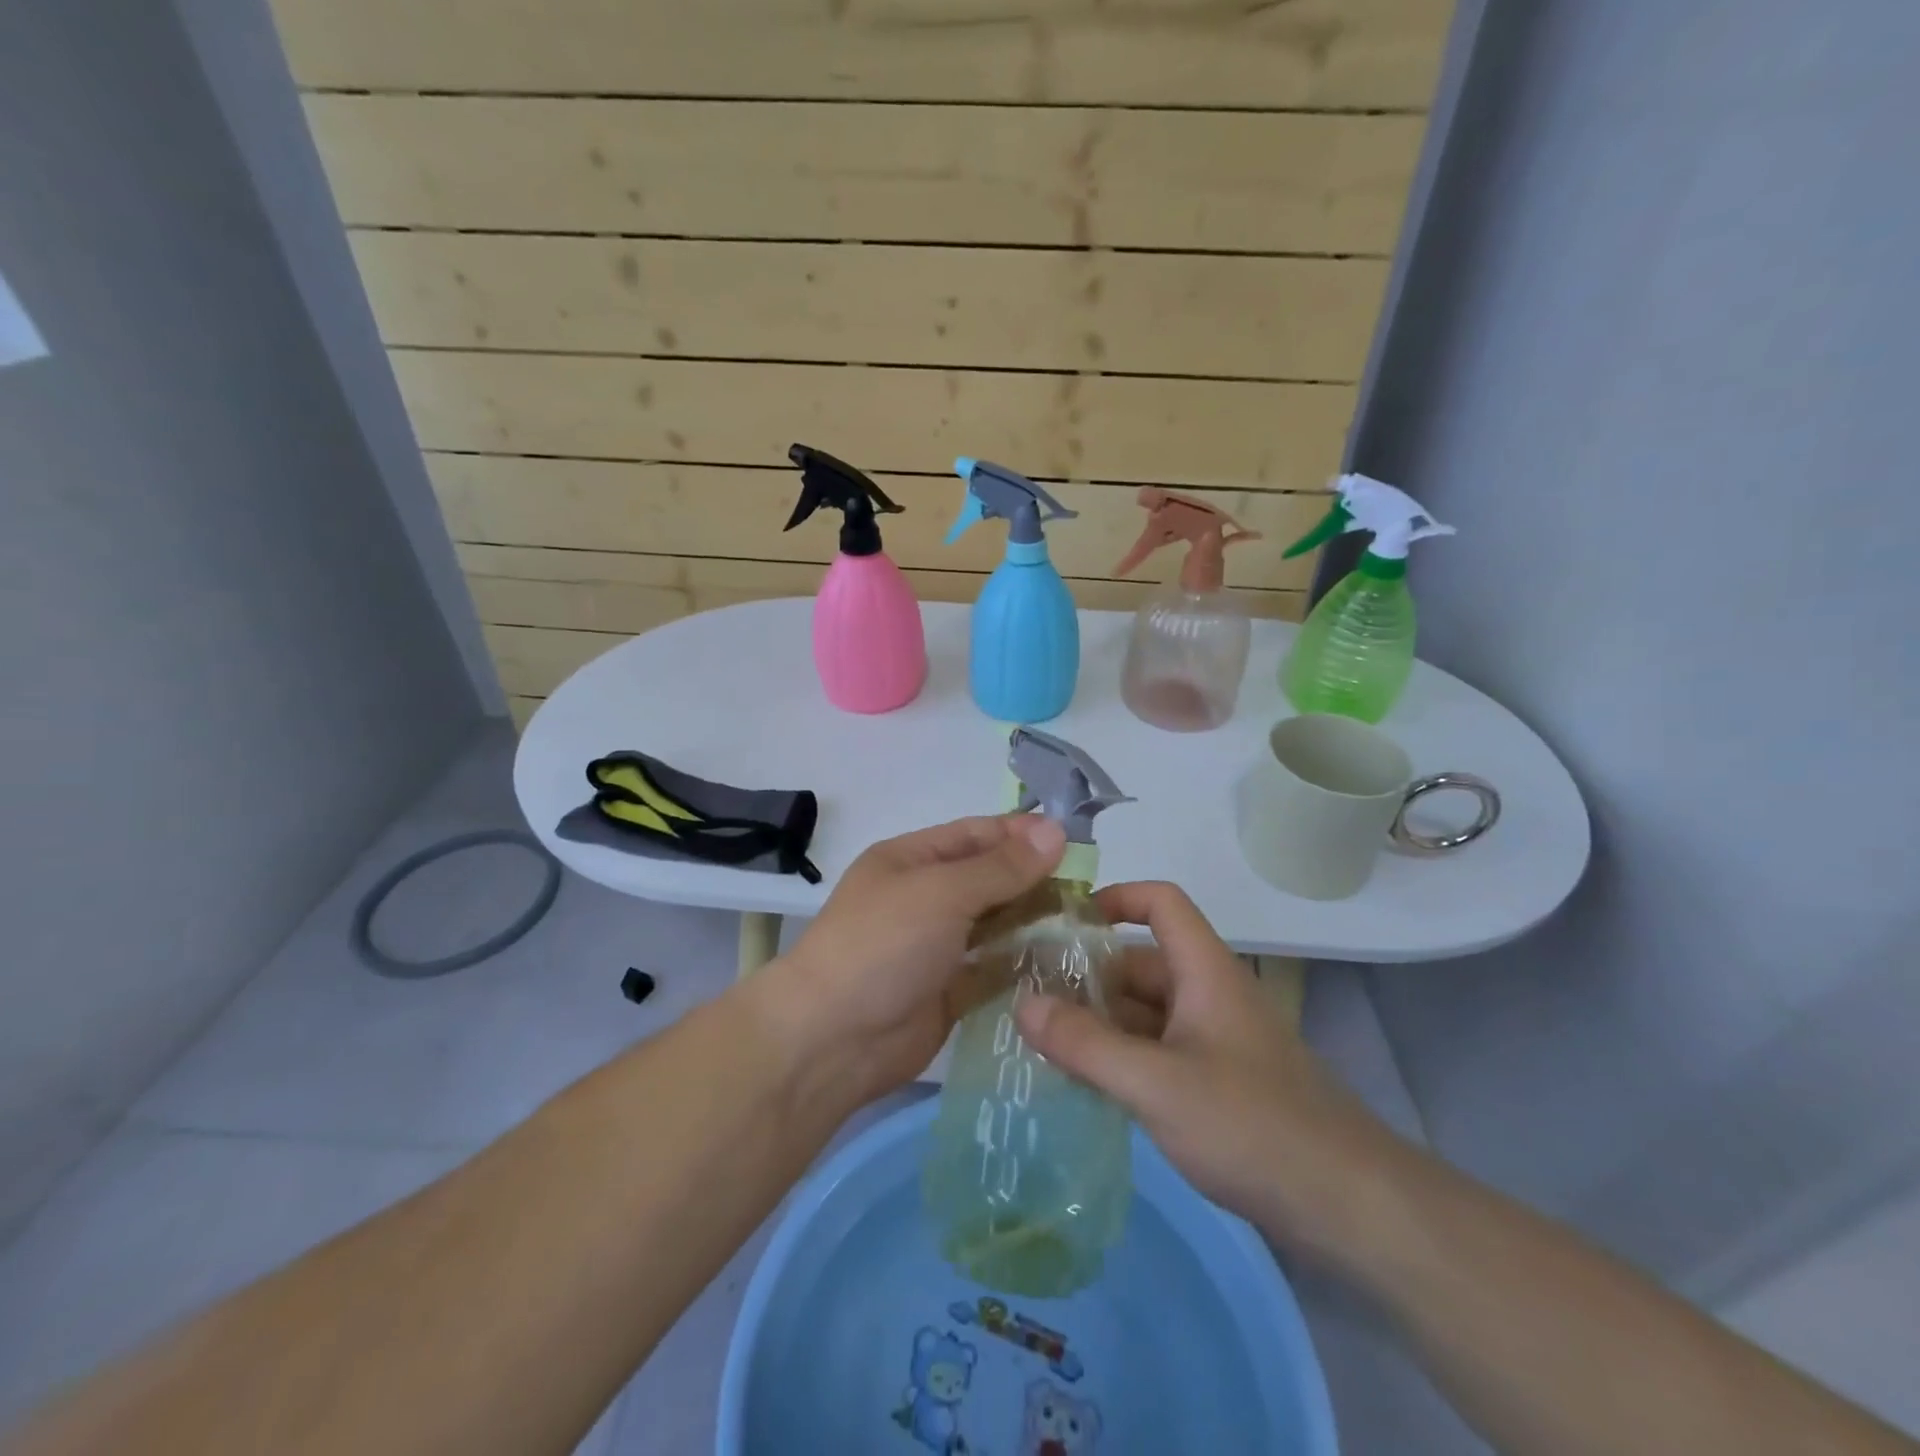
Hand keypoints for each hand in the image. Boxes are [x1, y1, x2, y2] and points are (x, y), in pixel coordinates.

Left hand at [756, 814, 1066, 1109]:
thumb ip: (1001, 867)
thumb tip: (1055, 831)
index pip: (976, 835)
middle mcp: (925, 897)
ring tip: (1087, 924)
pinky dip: (1022, 965)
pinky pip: (993, 969)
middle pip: (989, 879)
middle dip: (1034, 880)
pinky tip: (1064, 964)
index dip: (1022, 835)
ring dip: (1033, 923)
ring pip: (994, 925)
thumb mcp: (942, 892)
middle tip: (1090, 889)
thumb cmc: (883, 945)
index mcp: (912, 860)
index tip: (1074, 842)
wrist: (833, 1039)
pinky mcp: (949, 990)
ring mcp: (936, 946)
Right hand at [1015, 881, 1399, 1257]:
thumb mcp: (1156, 1084)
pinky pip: (1158, 1051)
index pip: (1161, 902)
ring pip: (1146, 1012)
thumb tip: (1022, 1003)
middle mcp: (1209, 994)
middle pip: (1141, 962)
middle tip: (1028, 996)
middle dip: (1087, 975)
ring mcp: (1216, 1041)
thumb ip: (1085, 1045)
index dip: (1115, 898)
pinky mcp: (1220, 1083)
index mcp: (1204, 971)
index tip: (1063, 923)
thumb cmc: (1251, 1124)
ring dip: (1100, 1021)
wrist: (1351, 1206)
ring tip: (1041, 1041)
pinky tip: (1085, 1083)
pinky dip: (1122, 1057)